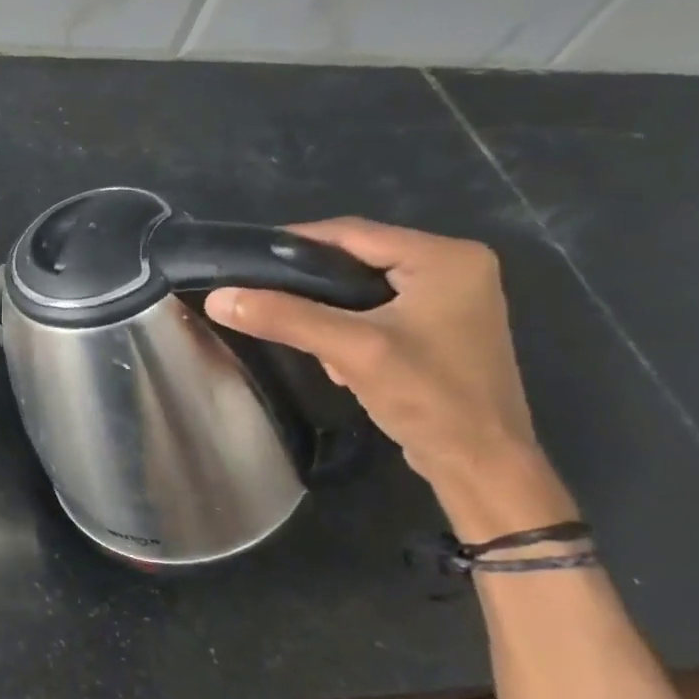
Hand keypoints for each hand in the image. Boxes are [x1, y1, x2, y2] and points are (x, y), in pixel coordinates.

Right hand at [203, 218, 576, 540]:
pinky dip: (347, 324)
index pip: (353, 232)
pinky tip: (334, 355)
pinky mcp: (441, 327)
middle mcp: (455, 266)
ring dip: (326, 308)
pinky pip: (377, 308)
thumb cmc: (429, 397)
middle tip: (263, 297)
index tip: (245, 260)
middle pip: (357, 257)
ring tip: (298, 333)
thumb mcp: (350, 350)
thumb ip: (283, 317)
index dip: (294, 244)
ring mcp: (451, 298)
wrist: (481, 466)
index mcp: (446, 258)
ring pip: (362, 285)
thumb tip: (217, 297)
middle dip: (310, 282)